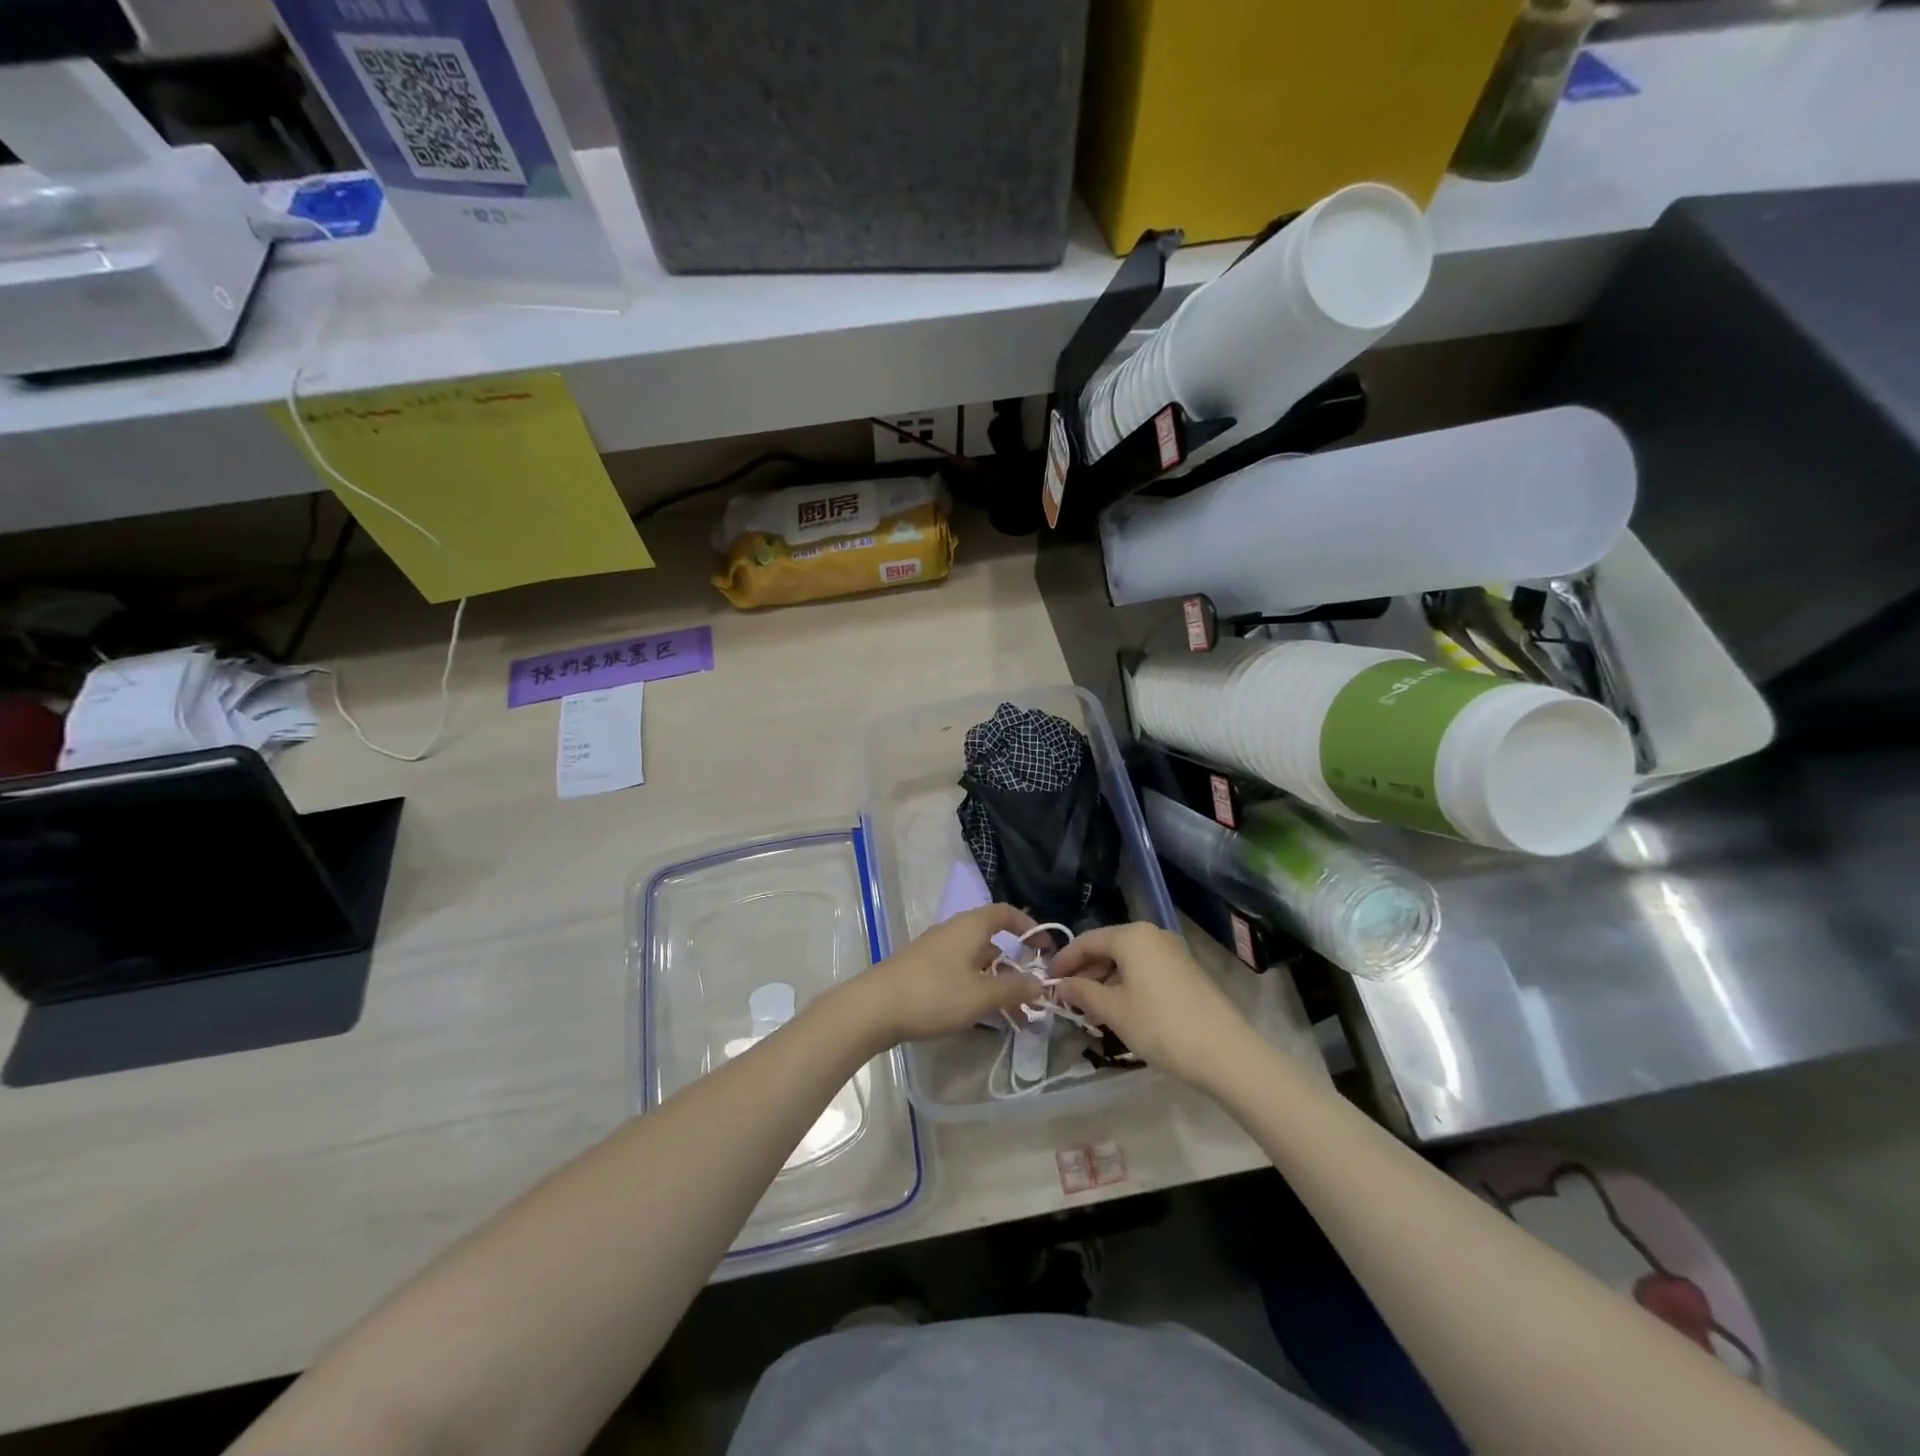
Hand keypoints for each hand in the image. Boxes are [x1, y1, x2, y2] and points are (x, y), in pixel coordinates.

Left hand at [844, 904, 1044, 1048]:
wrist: (874, 1008)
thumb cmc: (934, 994)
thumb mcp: (980, 995)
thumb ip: (1013, 988)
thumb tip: (1039, 982)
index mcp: (970, 926)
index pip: (1005, 912)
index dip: (1028, 925)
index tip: (1044, 947)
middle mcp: (953, 931)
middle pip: (991, 940)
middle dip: (1014, 965)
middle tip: (1031, 992)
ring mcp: (935, 950)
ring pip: (975, 960)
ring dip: (995, 982)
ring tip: (1013, 1015)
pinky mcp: (922, 969)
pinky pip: (959, 972)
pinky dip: (975, 987)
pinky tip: (981, 1014)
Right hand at [1050, 922, 1257, 1088]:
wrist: (1225, 1051)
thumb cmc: (1160, 1025)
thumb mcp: (1113, 1011)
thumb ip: (1082, 993)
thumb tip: (1061, 984)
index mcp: (1131, 936)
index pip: (1087, 940)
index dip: (1064, 960)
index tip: (1047, 980)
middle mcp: (1152, 935)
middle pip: (1108, 947)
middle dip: (1086, 972)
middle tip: (1068, 998)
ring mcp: (1172, 951)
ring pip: (1127, 960)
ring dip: (1106, 981)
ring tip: (1092, 1010)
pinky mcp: (1186, 970)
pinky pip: (1146, 969)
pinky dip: (1127, 984)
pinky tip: (1121, 1009)